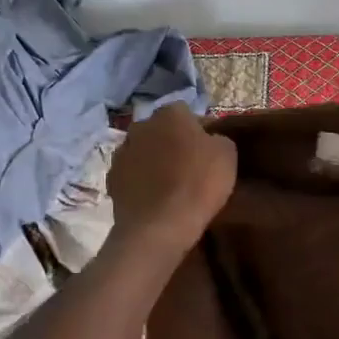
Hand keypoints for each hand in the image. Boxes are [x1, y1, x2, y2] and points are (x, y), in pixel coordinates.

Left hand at [108, 103, 237, 251]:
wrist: (159, 225)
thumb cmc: (198, 183)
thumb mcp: (227, 154)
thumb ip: (217, 138)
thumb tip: (209, 139)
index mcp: (170, 114)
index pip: (186, 113)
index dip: (198, 130)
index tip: (208, 150)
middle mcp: (141, 125)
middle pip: (160, 130)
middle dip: (172, 142)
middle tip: (188, 165)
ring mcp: (122, 152)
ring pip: (143, 151)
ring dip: (153, 161)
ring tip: (169, 184)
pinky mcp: (111, 179)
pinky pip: (131, 174)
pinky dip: (140, 181)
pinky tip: (153, 198)